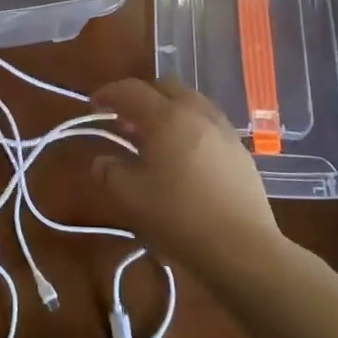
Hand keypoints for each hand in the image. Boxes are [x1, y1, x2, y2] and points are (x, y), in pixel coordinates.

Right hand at [90, 78, 281, 277]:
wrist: (244, 250)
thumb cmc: (180, 218)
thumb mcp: (131, 197)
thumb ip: (110, 172)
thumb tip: (102, 161)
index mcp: (167, 117)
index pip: (131, 90)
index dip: (108, 94)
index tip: (94, 107)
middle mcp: (197, 113)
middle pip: (165, 87)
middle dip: (141, 97)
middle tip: (125, 122)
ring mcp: (224, 130)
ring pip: (190, 102)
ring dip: (167, 111)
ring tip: (154, 140)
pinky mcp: (240, 151)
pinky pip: (207, 123)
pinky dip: (188, 128)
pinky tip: (182, 158)